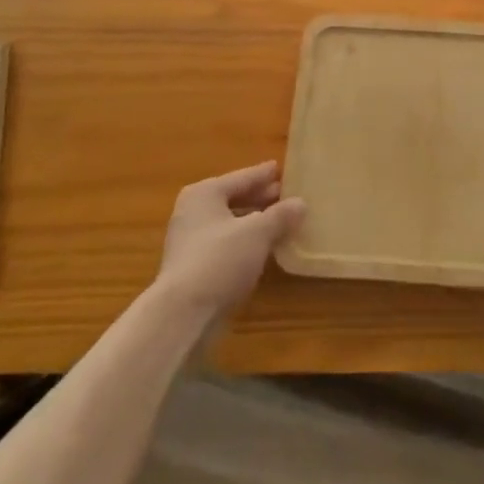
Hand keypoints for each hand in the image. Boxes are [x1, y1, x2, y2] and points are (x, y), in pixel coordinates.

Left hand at [155, 162, 306, 320]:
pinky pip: (226, 245)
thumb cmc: (220, 259)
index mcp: (205, 193)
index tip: (282, 168)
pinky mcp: (192, 268)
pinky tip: (264, 249)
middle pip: (234, 199)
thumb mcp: (258, 232)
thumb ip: (280, 215)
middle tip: (287, 195)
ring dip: (254, 222)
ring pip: (230, 223)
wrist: (182, 315)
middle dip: (260, 198)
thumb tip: (301, 203)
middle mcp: (193, 212)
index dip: (264, 175)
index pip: (242, 178)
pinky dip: (245, 243)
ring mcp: (190, 241)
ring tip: (281, 222)